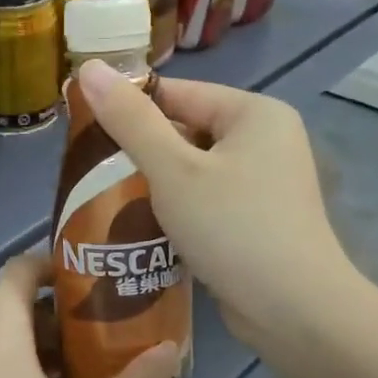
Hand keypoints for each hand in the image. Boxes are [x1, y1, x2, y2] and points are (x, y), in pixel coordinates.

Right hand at [74, 61, 353, 349]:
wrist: (293, 310)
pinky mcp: (259, 222)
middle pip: (188, 133)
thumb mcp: (173, 171)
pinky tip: (144, 230)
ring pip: (195, 173)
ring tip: (108, 203)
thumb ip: (130, 121)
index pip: (179, 94)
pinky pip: (208, 203)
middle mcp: (267, 141)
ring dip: (156, 188)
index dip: (130, 109)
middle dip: (141, 155)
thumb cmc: (233, 228)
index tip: (84, 131)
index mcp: (255, 114)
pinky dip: (179, 213)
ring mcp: (267, 185)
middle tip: (92, 175)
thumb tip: (90, 67)